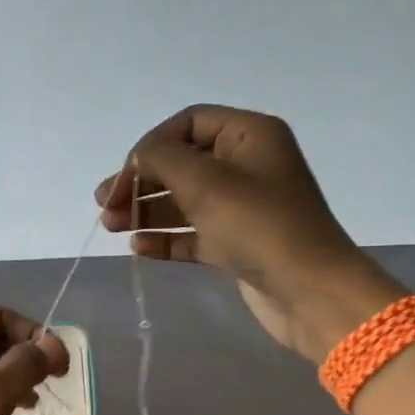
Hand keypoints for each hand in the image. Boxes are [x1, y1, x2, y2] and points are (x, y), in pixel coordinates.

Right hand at [95, 105, 404, 359]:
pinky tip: (139, 249)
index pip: (187, 123)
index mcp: (249, 136)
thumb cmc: (259, 226)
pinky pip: (192, 234)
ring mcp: (241, 208)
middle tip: (106, 206)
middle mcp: (246, 165)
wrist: (309, 291)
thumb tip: (138, 158)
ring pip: (183, 201)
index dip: (150, 146)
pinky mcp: (235, 244)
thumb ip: (162, 159)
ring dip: (146, 211)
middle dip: (141, 182)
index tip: (124, 177)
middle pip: (181, 163)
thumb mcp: (206, 181)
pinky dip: (165, 239)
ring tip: (112, 227)